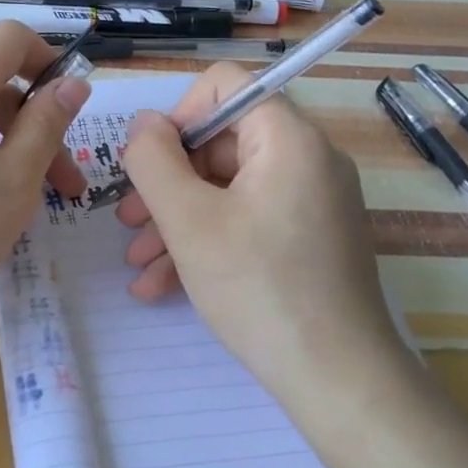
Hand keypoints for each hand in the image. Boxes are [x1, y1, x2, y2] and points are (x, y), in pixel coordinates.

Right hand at [115, 65, 408, 395]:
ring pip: (227, 189)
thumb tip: (143, 124)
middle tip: (128, 220)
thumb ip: (153, 159)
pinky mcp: (308, 239)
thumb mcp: (188, 220)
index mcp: (288, 139)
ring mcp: (310, 202)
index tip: (149, 164)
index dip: (177, 116)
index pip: (224, 86)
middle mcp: (306, 160)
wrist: (339, 381)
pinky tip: (163, 284)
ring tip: (139, 261)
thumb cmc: (259, 289)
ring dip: (176, 218)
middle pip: (220, 143)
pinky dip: (207, 241)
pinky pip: (247, 220)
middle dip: (166, 182)